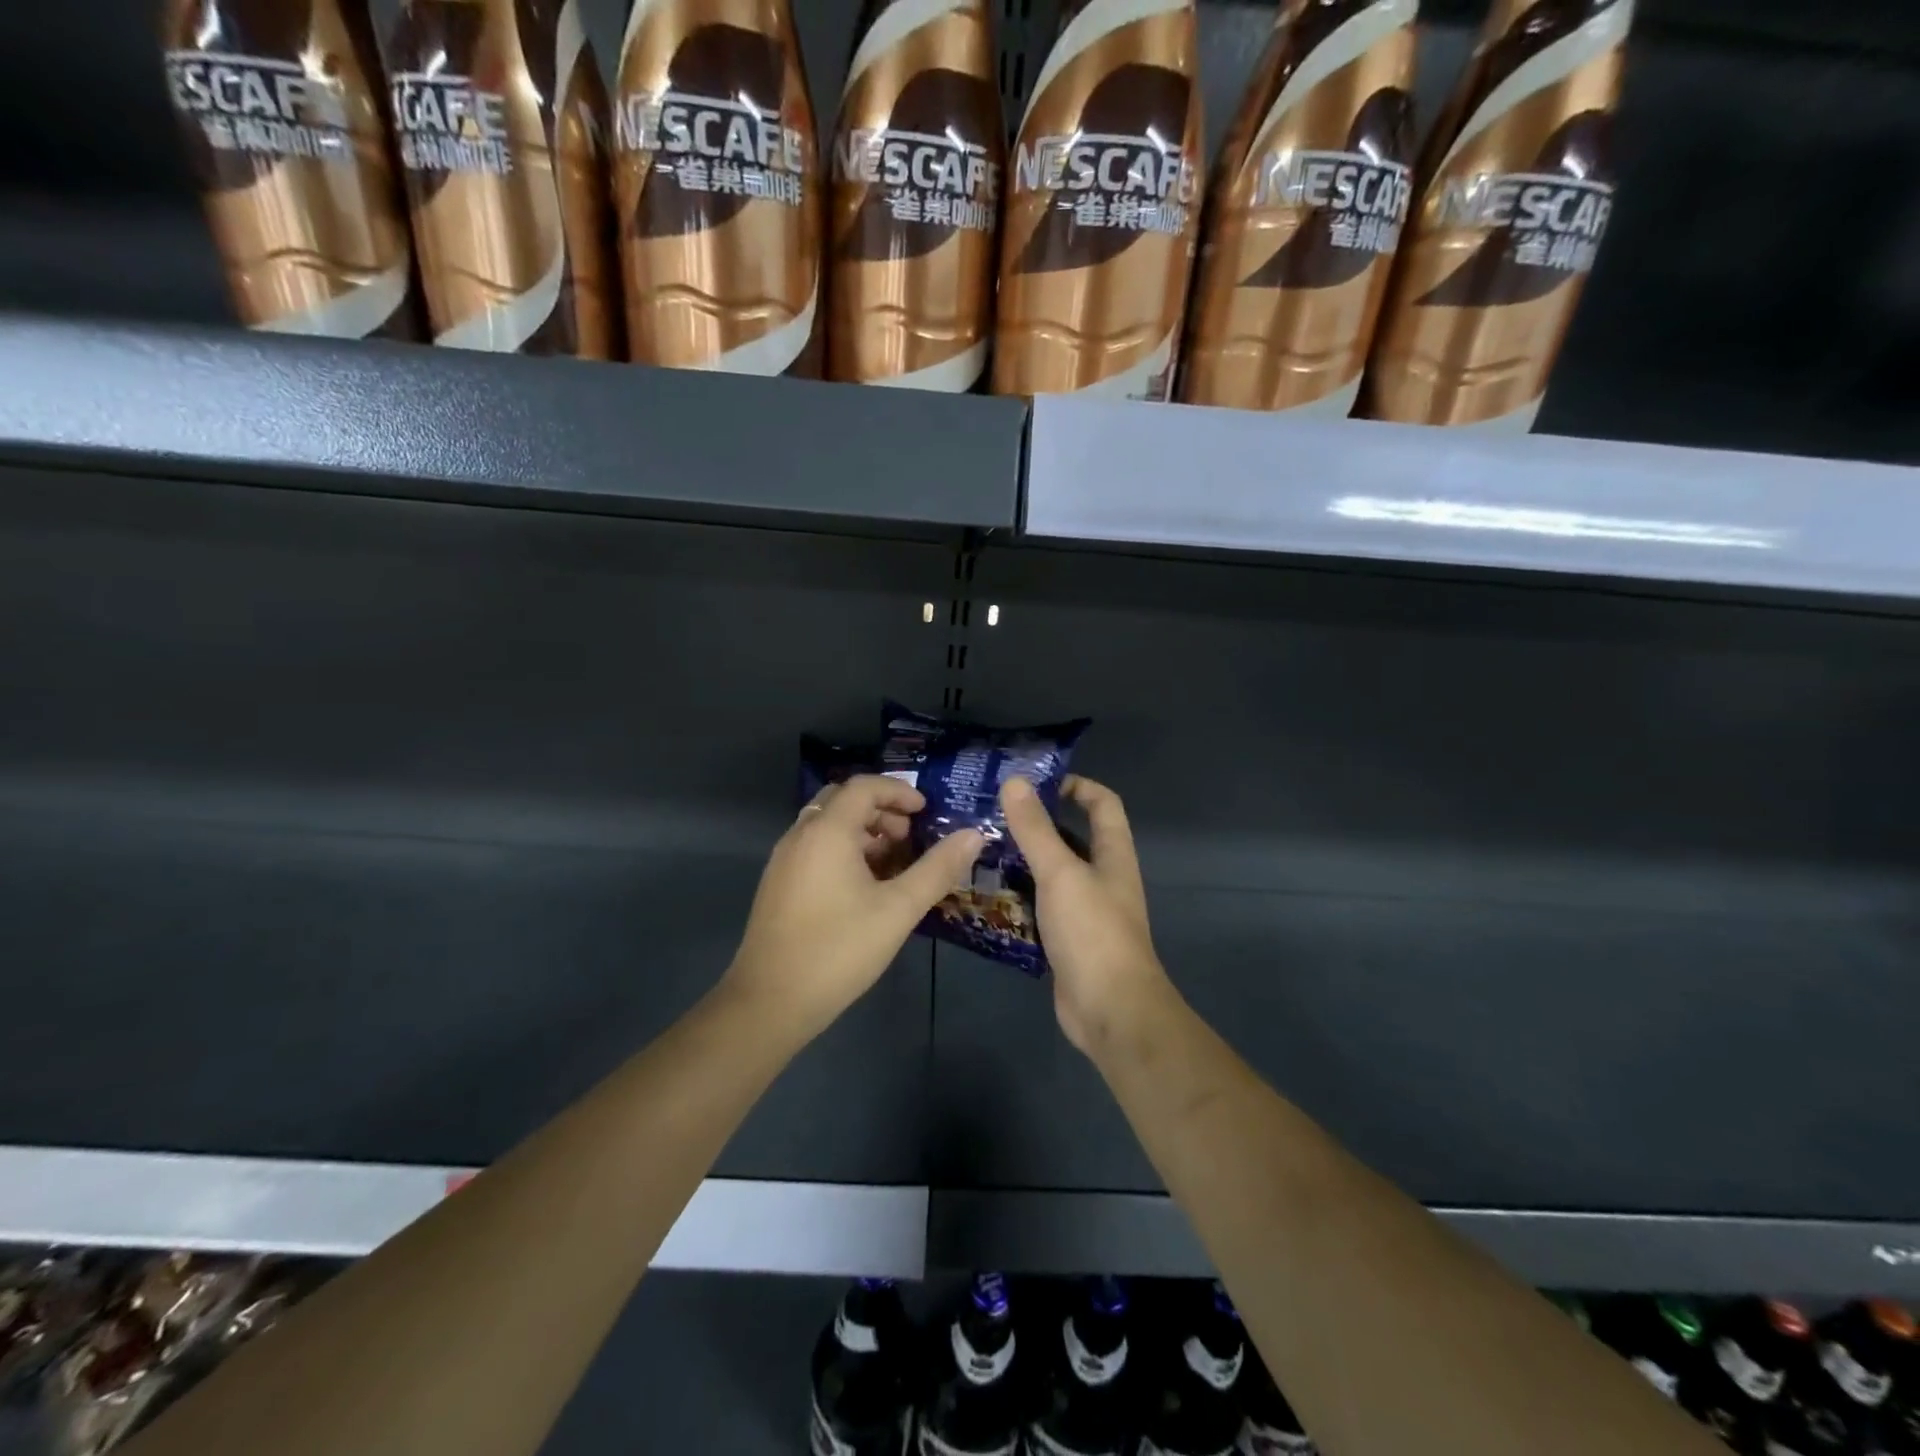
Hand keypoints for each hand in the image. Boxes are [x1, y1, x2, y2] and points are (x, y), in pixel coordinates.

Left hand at [724, 775, 983, 1044]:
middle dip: (881, 809)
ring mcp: (784, 860)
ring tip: (893, 863)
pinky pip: (814, 848)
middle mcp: (800, 835)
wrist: (770, 1002)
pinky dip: (843, 850)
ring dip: (862, 831)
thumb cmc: (839, 949)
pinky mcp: (778, 885)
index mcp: (827, 832)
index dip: (899, 791)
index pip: (864, 786)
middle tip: (910, 836)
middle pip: (842, 800)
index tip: (926, 812)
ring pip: (827, 825)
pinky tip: (864, 887)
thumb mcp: (899, 909)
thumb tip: (974, 835)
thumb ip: (937, 869)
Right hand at [999, 775, 1175, 1054]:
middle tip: (991, 816)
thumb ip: (1036, 829)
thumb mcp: (1060, 873)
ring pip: (1052, 874)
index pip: (1103, 803)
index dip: (1075, 785)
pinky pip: (1040, 907)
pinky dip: (1018, 897)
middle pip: (1072, 837)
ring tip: (979, 850)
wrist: (1110, 1010)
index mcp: (1113, 854)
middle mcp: (1102, 878)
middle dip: (1036, 824)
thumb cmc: (1092, 932)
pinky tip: (986, 895)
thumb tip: (1014, 781)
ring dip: (1022, 862)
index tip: (1035, 783)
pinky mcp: (1067, 939)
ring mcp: (1085, 911)